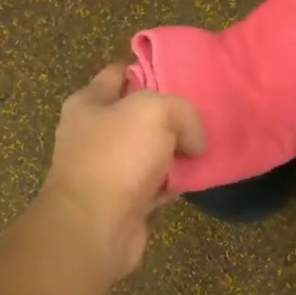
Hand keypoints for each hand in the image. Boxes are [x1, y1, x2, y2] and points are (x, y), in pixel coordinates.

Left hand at [37, 64, 205, 281]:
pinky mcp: (123, 201)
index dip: (147, 67)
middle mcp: (93, 134)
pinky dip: (174, 182)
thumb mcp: (155, 111)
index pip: (118, 73)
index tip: (180, 70)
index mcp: (88, 103)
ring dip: (175, 151)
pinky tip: (196, 178)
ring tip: (207, 145)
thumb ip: (181, 112)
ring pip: (149, 151)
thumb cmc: (117, 157)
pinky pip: (156, 183)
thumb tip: (193, 141)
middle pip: (137, 114)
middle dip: (168, 113)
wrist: (95, 227)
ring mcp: (106, 169)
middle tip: (202, 111)